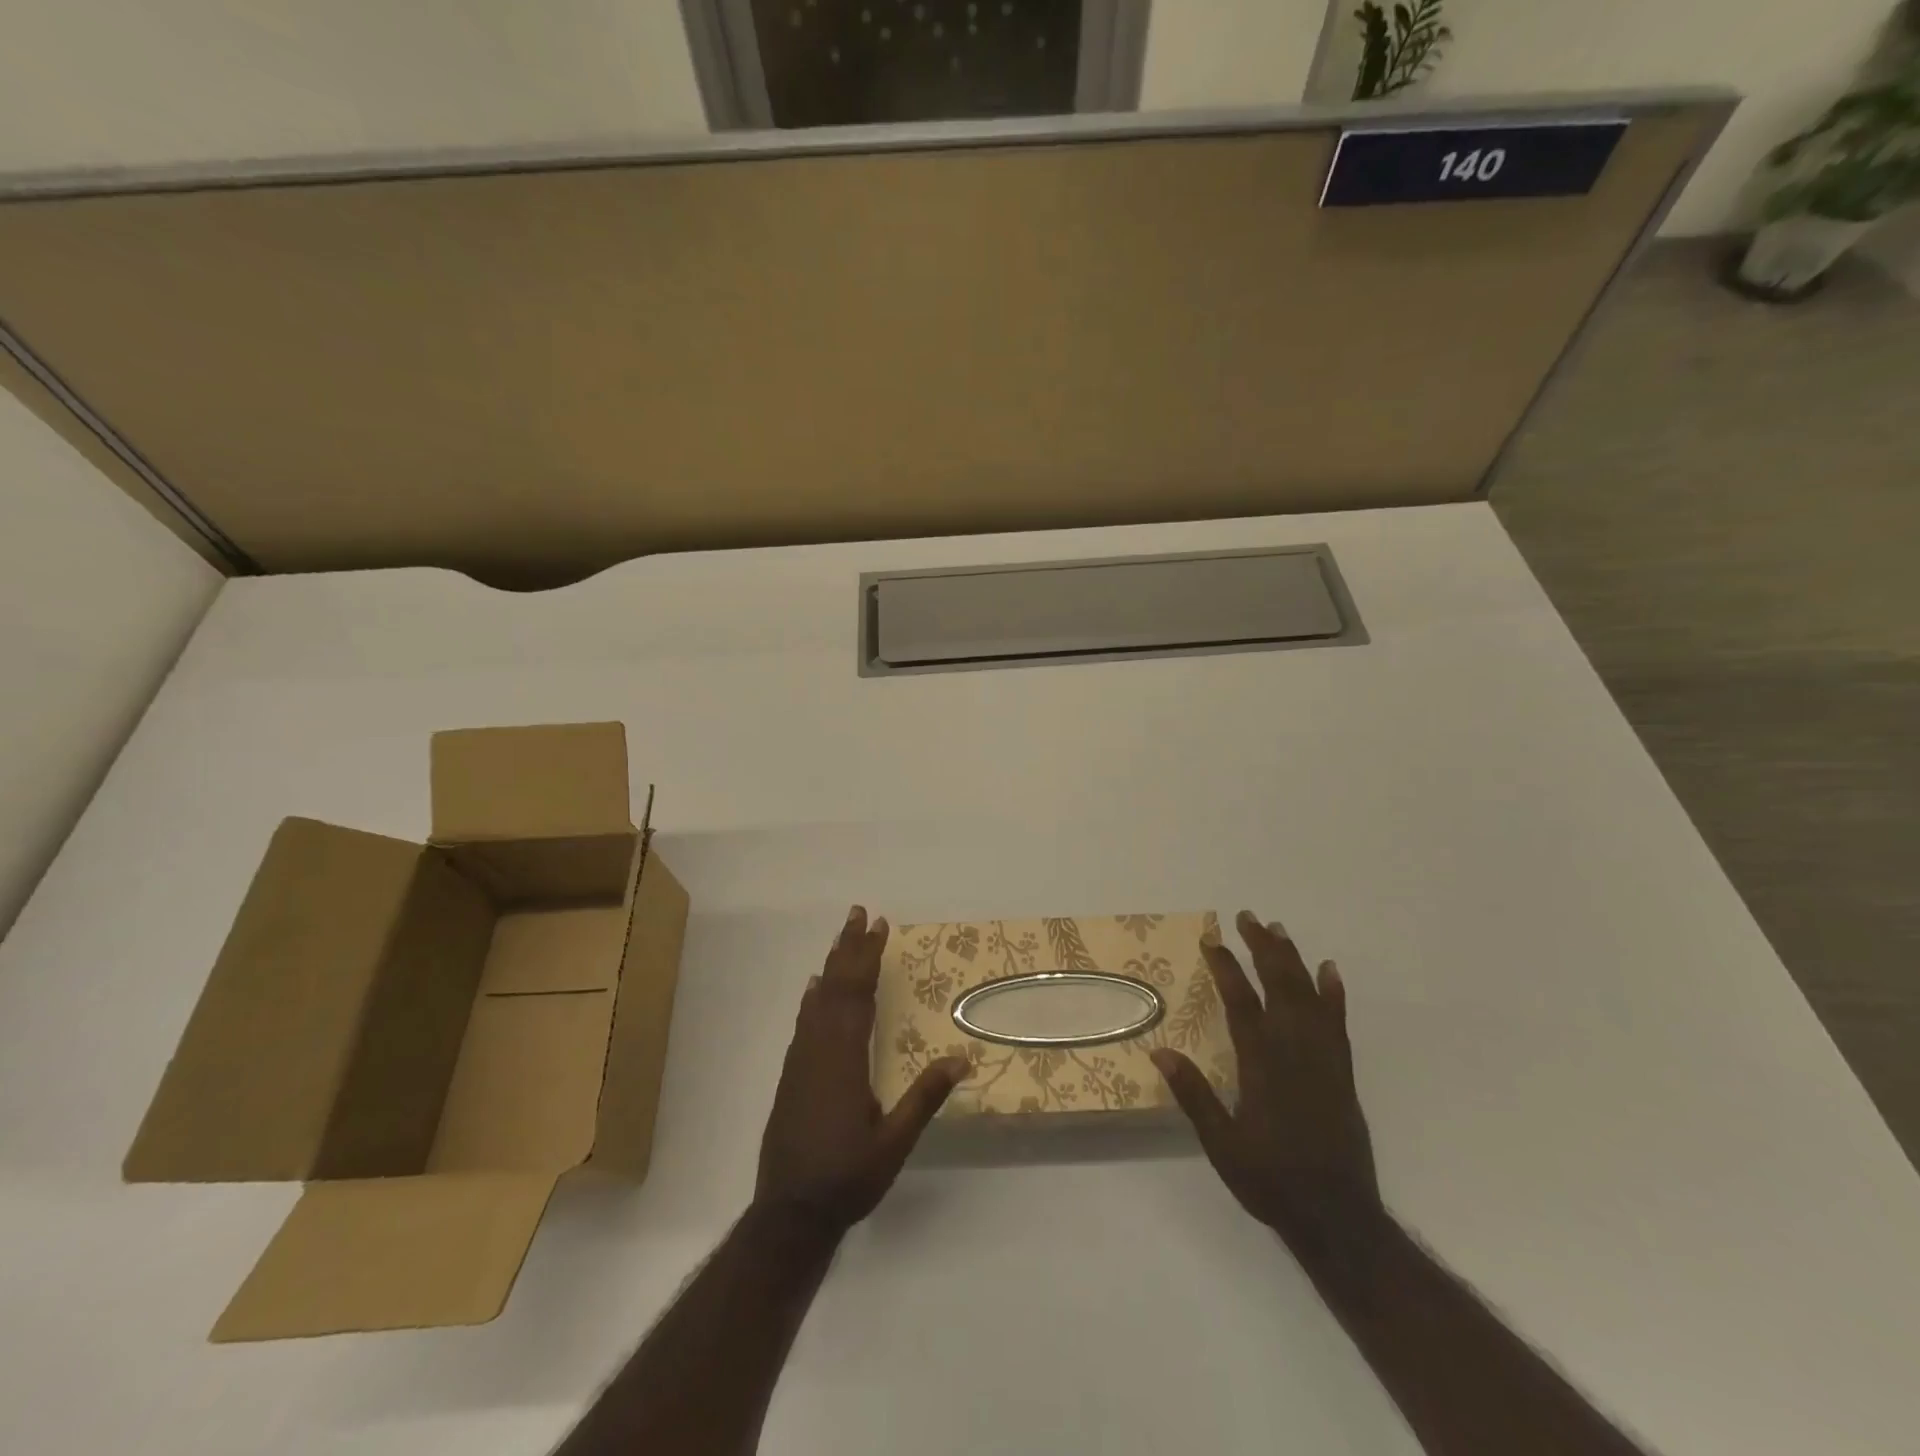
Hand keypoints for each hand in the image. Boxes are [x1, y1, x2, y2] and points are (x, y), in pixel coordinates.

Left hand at [754, 905, 969, 1237]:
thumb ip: (925, 1097)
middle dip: (848, 948)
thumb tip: (962, 1057)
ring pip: (816, 1000)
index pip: (858, 993)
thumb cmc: (846, 1178)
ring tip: (841, 938)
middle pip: (834, 986)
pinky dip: (812, 998)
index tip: (879, 925)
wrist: (788, 1214)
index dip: (868, 957)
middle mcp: (818, 1048)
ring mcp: (801, 1060)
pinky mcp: (792, 1075)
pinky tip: (814, 989)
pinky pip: (804, 1021)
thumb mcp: (894, 1143)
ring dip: (831, 965)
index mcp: (844, 1057)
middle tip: (858, 913)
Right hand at [1151, 910, 1381, 1256]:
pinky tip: (1330, 971)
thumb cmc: (1271, 1180)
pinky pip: (1338, 1023)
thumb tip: (1161, 1050)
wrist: (1338, 1217)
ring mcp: (1323, 1059)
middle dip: (1262, 948)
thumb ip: (1194, 1095)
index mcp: (1262, 1064)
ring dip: (1293, 959)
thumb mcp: (1221, 1144)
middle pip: (1279, 986)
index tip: (1211, 940)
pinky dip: (1334, 993)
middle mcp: (1295, 1051)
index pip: (1242, 1002)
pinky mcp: (1342, 1072)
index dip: (1226, 967)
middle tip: (1247, 918)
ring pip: (1309, 996)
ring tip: (1278, 930)